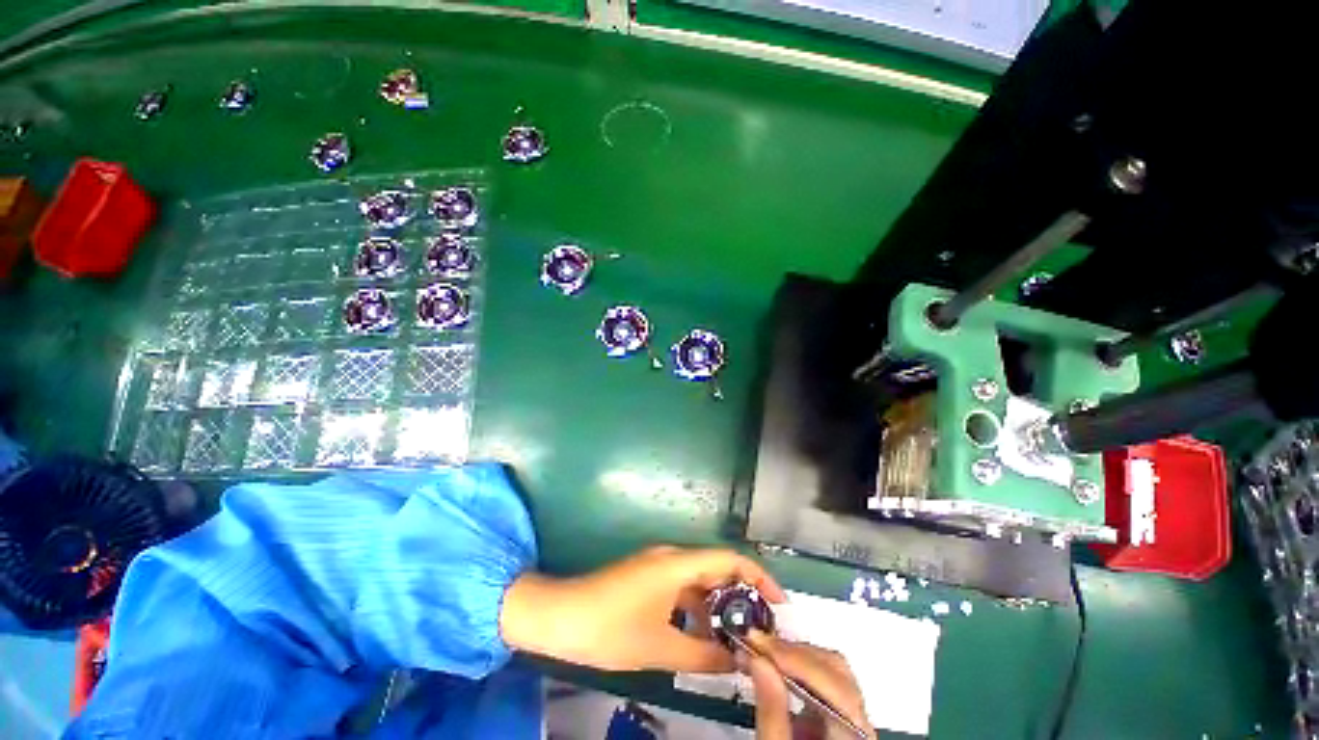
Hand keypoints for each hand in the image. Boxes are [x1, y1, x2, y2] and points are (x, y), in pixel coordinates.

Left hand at [499, 546, 783, 672]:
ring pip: (699, 580)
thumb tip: (738, 661)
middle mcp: (672, 556)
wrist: (560, 616)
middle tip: (761, 629)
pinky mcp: (647, 577)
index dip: (759, 577)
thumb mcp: (660, 647)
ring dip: (718, 605)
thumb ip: (703, 654)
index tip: (779, 604)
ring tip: (735, 639)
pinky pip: (682, 587)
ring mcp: (658, 565)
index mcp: (678, 563)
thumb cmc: (610, 629)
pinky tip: (701, 635)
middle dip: (741, 596)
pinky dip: (697, 608)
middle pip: (717, 568)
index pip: (730, 559)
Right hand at [743, 631, 875, 739]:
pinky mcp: (838, 719)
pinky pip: (822, 681)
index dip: (797, 659)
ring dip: (793, 655)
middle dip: (793, 652)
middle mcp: (862, 728)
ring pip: (832, 671)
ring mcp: (853, 721)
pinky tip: (773, 667)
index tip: (758, 644)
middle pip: (837, 672)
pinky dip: (796, 667)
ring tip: (760, 652)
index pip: (837, 688)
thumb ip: (771, 712)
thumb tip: (758, 659)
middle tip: (756, 644)